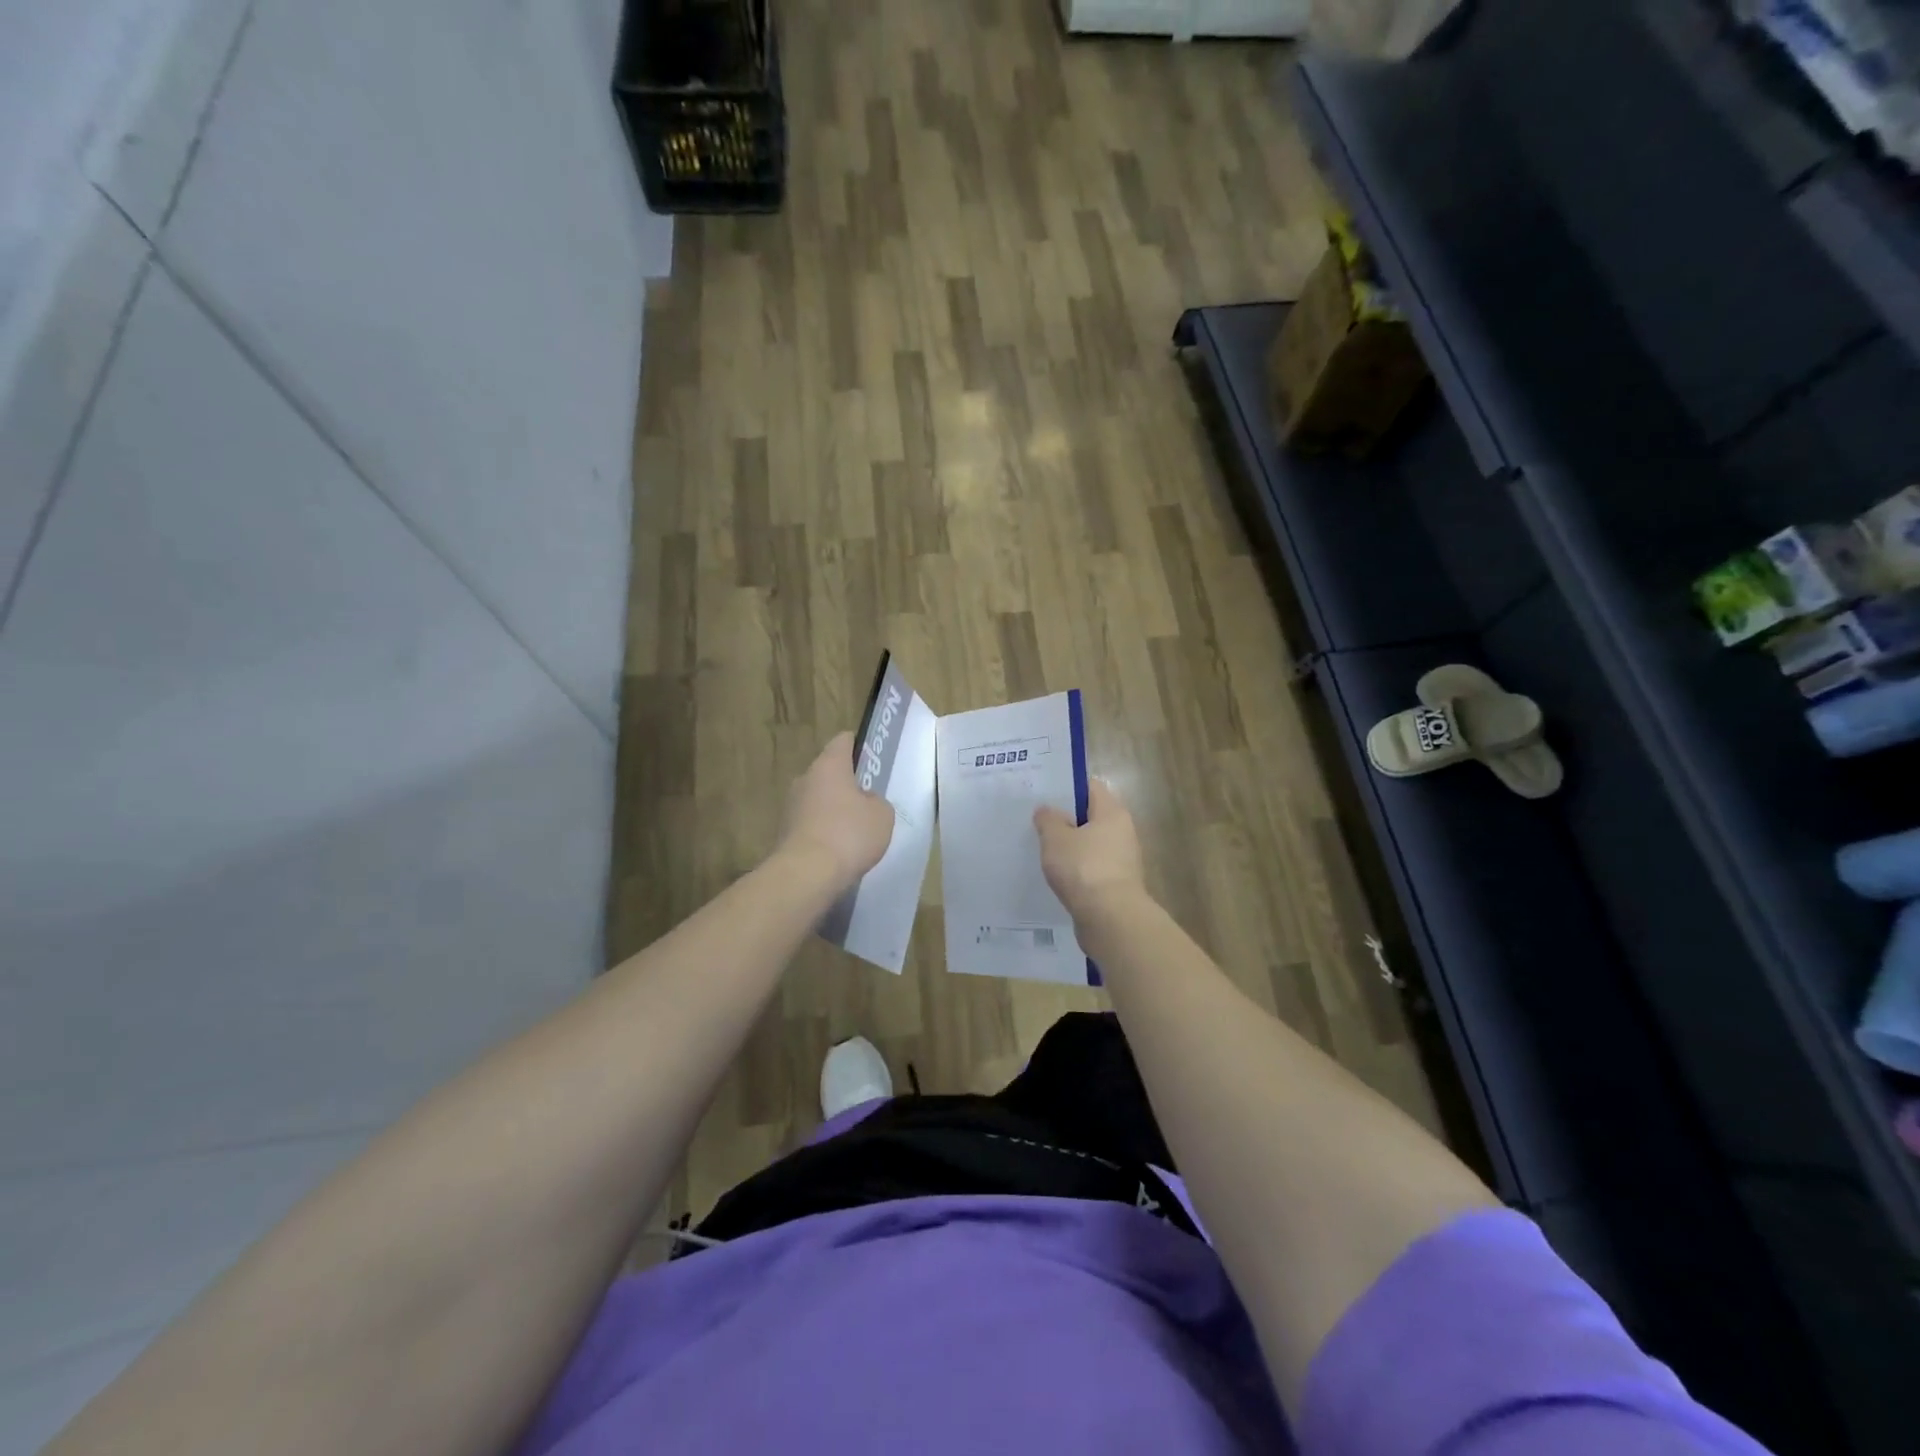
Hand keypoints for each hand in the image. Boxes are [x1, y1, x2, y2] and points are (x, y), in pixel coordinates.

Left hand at [777, 732, 895, 890]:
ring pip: (818, 798)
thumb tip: (865, 802)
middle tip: (868, 799)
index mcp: (829, 765)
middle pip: (829, 772)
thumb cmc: (849, 834)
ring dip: (834, 808)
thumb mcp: (882, 815)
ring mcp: (791, 805)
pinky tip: (839, 849)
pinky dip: (823, 830)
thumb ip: (877, 801)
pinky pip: (811, 822)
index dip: (858, 745)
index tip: (870, 758)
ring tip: (855, 829)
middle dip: (847, 783)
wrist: (806, 874)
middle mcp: (806, 778)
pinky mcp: (785, 831)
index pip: (843, 741)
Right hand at [1033, 779, 1146, 923]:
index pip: (1091, 787)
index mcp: (1112, 813)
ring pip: (1090, 844)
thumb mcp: (1056, 838)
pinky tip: (1056, 875)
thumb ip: (1048, 820)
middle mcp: (1122, 832)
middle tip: (1037, 820)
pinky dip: (1076, 869)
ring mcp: (1122, 860)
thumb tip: (1047, 810)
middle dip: (1065, 818)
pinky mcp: (1116, 885)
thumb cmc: (1083, 868)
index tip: (1043, 793)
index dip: (1067, 787)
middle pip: (1091, 816)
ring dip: (1070, 847)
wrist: (1110, 919)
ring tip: (1041, 849)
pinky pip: (1091, 868)